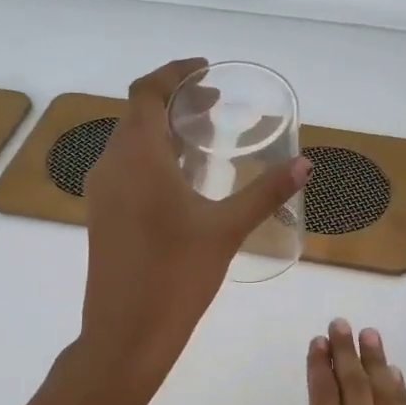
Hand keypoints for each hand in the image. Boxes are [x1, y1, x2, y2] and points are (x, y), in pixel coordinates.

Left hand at [80, 58, 309, 378]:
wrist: (125, 334)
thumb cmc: (177, 276)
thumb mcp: (227, 229)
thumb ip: (266, 192)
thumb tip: (305, 164)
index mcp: (137, 157)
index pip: (147, 91)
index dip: (175, 73)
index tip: (207, 70)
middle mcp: (111, 164)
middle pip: (137, 113)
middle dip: (174, 100)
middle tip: (214, 105)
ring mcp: (101, 192)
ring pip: (129, 141)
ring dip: (161, 129)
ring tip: (203, 138)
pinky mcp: (101, 215)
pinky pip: (125, 167)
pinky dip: (152, 156)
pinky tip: (182, 180)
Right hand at [265, 320, 405, 404]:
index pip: (322, 404)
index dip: (320, 369)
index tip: (318, 343)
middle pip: (355, 393)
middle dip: (347, 355)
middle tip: (342, 325)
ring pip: (385, 403)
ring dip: (377, 366)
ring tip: (370, 337)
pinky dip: (400, 399)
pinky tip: (396, 381)